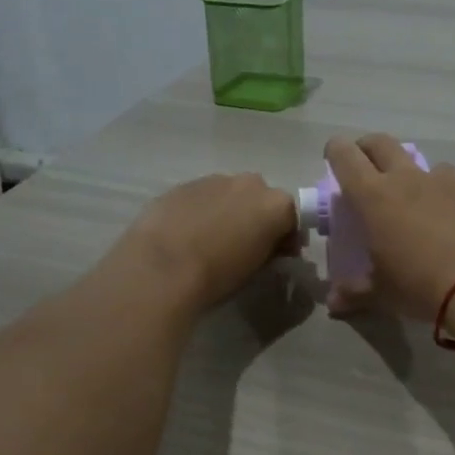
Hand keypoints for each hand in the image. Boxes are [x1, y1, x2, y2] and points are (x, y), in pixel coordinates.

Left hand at [117, 173, 299, 310]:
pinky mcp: (183, 184)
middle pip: (262, 199)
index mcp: (276, 205)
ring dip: (229, 211)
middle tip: (245, 246)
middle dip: (258, 218)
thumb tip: (268, 246)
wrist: (161, 267)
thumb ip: (269, 250)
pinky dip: (202, 210)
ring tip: (212, 240)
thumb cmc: (218, 275)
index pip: (293, 218)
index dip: (287, 237)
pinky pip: (202, 196)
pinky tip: (188, 233)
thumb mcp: (257, 269)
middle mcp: (250, 184)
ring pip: (230, 194)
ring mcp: (214, 179)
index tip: (278, 255)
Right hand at [324, 134, 454, 318]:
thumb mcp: (382, 293)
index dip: (336, 151)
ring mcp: (445, 181)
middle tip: (366, 164)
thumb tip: (333, 303)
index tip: (333, 157)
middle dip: (369, 147)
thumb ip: (355, 293)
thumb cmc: (419, 284)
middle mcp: (407, 178)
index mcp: (373, 196)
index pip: (345, 157)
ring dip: (417, 173)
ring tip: (419, 197)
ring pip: (425, 162)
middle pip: (382, 143)